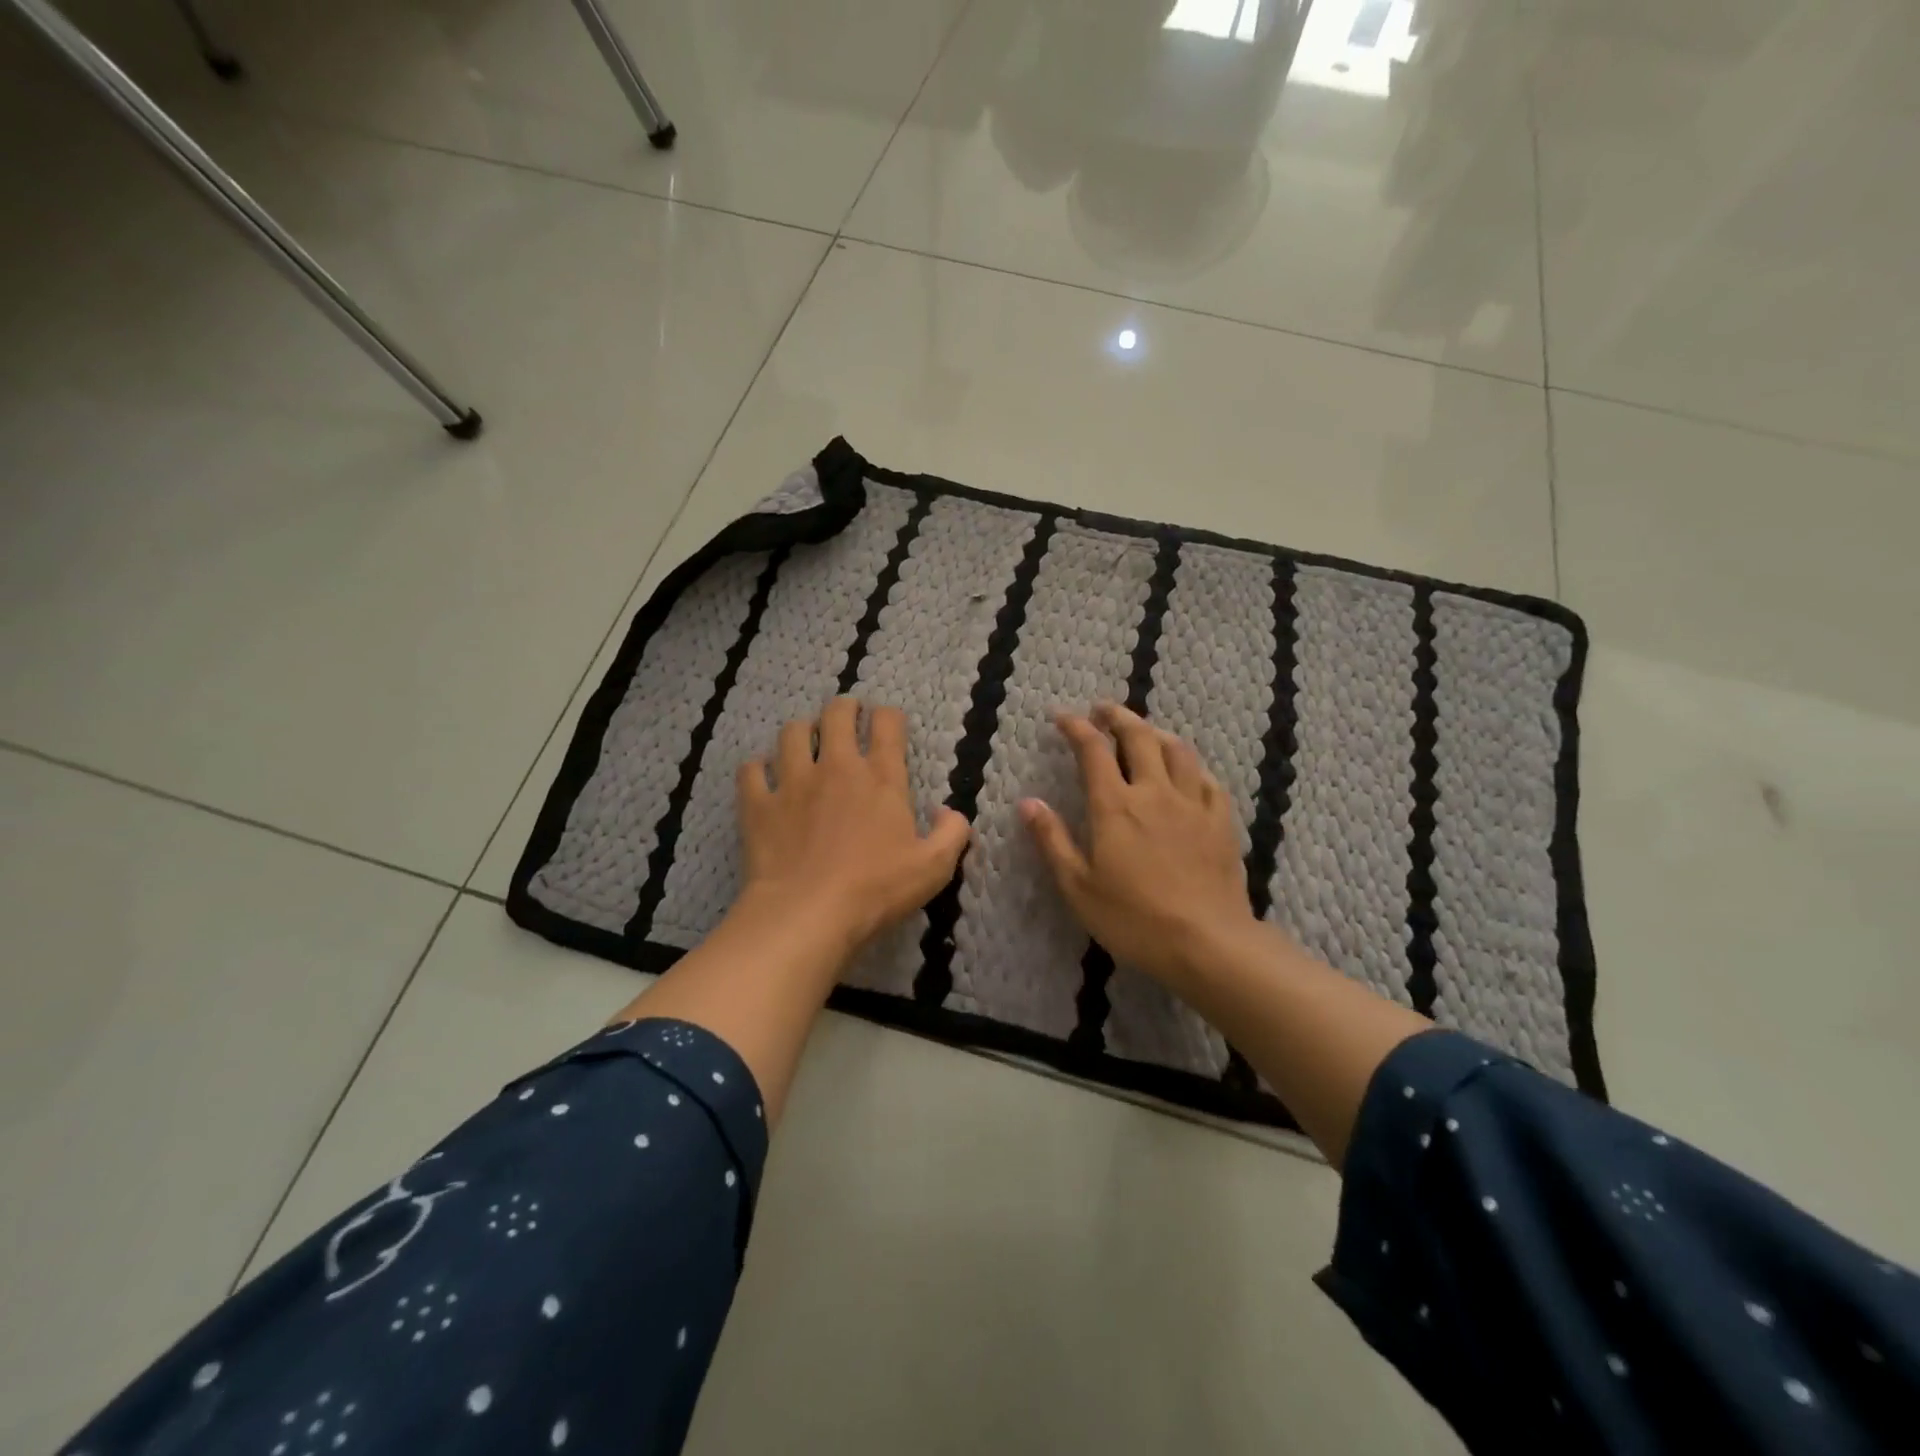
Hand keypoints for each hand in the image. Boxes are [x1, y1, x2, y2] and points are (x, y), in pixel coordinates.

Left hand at [737, 697, 970, 952]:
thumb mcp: (934, 868)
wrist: (807, 913)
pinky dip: (758, 768)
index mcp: (881, 778)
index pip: (887, 724)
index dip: (889, 716)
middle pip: (837, 715)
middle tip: (847, 714)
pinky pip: (752, 770)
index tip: (888, 721)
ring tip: (805, 739)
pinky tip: (763, 775)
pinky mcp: (758, 804)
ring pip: (791, 733)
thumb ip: (952, 833)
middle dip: (844, 707)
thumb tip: (948, 811)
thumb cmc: (876, 890)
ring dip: (801, 730)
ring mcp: (793, 782)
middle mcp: (836, 768)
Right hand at [1021, 702, 1256, 988]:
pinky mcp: (1220, 822)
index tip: (1062, 716)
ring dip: (1156, 733)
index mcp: (1115, 806)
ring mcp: (1192, 804)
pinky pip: (1208, 779)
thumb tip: (1027, 802)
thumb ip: (1052, 840)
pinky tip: (1188, 772)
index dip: (1076, 726)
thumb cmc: (1133, 919)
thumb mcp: (1078, 886)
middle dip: (1118, 717)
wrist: (1206, 943)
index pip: (1093, 750)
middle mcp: (1154, 792)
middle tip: (1103, 710)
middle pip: (1139, 737)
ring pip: (1177, 750)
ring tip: (1144, 732)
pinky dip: (1192, 766)